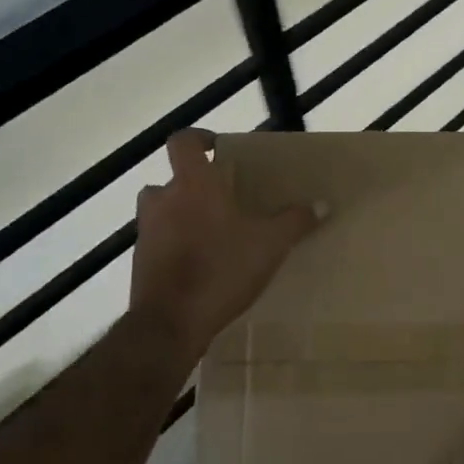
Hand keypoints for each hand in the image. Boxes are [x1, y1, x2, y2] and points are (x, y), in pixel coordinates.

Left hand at [130, 130, 322, 359]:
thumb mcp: (270, 244)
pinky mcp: (141, 263)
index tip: (217, 147)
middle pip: (172, 179)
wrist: (170, 324)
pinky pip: (159, 242)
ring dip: (181, 214)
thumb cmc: (221, 270)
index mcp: (193, 185)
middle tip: (223, 199)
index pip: (182, 142)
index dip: (198, 138)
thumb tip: (322, 204)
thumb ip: (295, 221)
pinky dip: (176, 246)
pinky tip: (202, 266)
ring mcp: (147, 233)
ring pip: (162, 211)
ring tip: (212, 232)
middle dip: (195, 185)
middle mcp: (163, 201)